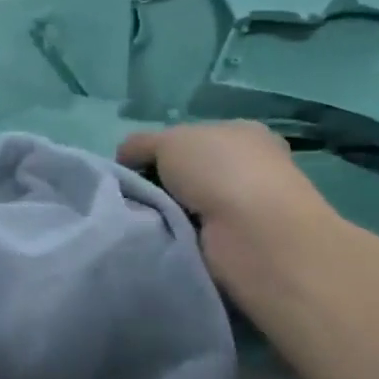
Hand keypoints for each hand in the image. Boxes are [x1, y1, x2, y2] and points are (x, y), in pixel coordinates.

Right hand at [116, 121, 335, 288]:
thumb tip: (125, 158)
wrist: (253, 234)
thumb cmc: (218, 171)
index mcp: (244, 133)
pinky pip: (193, 235)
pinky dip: (176, 237)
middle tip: (135, 195)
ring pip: (188, 205)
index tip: (137, 166)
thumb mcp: (168, 140)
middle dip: (161, 184)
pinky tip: (162, 238)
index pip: (194, 138)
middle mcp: (251, 168)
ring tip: (144, 219)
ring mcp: (248, 208)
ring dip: (166, 213)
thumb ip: (140, 144)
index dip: (162, 149)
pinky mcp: (240, 244)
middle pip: (189, 173)